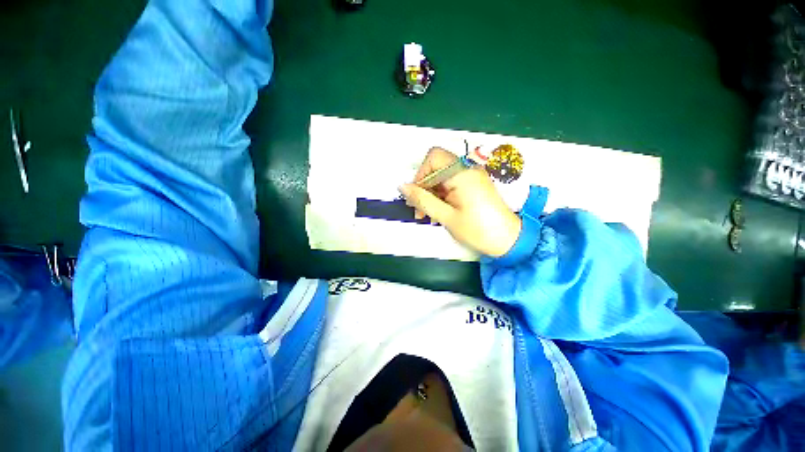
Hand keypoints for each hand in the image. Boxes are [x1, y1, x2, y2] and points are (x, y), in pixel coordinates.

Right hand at [398, 147, 521, 256]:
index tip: (417, 196)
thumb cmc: (477, 230)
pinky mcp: (474, 184)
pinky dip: (442, 195)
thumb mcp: (446, 216)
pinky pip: (452, 183)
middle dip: (424, 187)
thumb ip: (422, 200)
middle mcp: (468, 169)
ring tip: (429, 215)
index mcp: (462, 173)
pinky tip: (440, 211)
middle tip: (420, 210)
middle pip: (437, 167)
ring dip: (432, 193)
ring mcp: (472, 176)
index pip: (433, 157)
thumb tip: (402, 187)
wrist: (508, 240)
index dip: (421, 174)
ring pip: (443, 176)